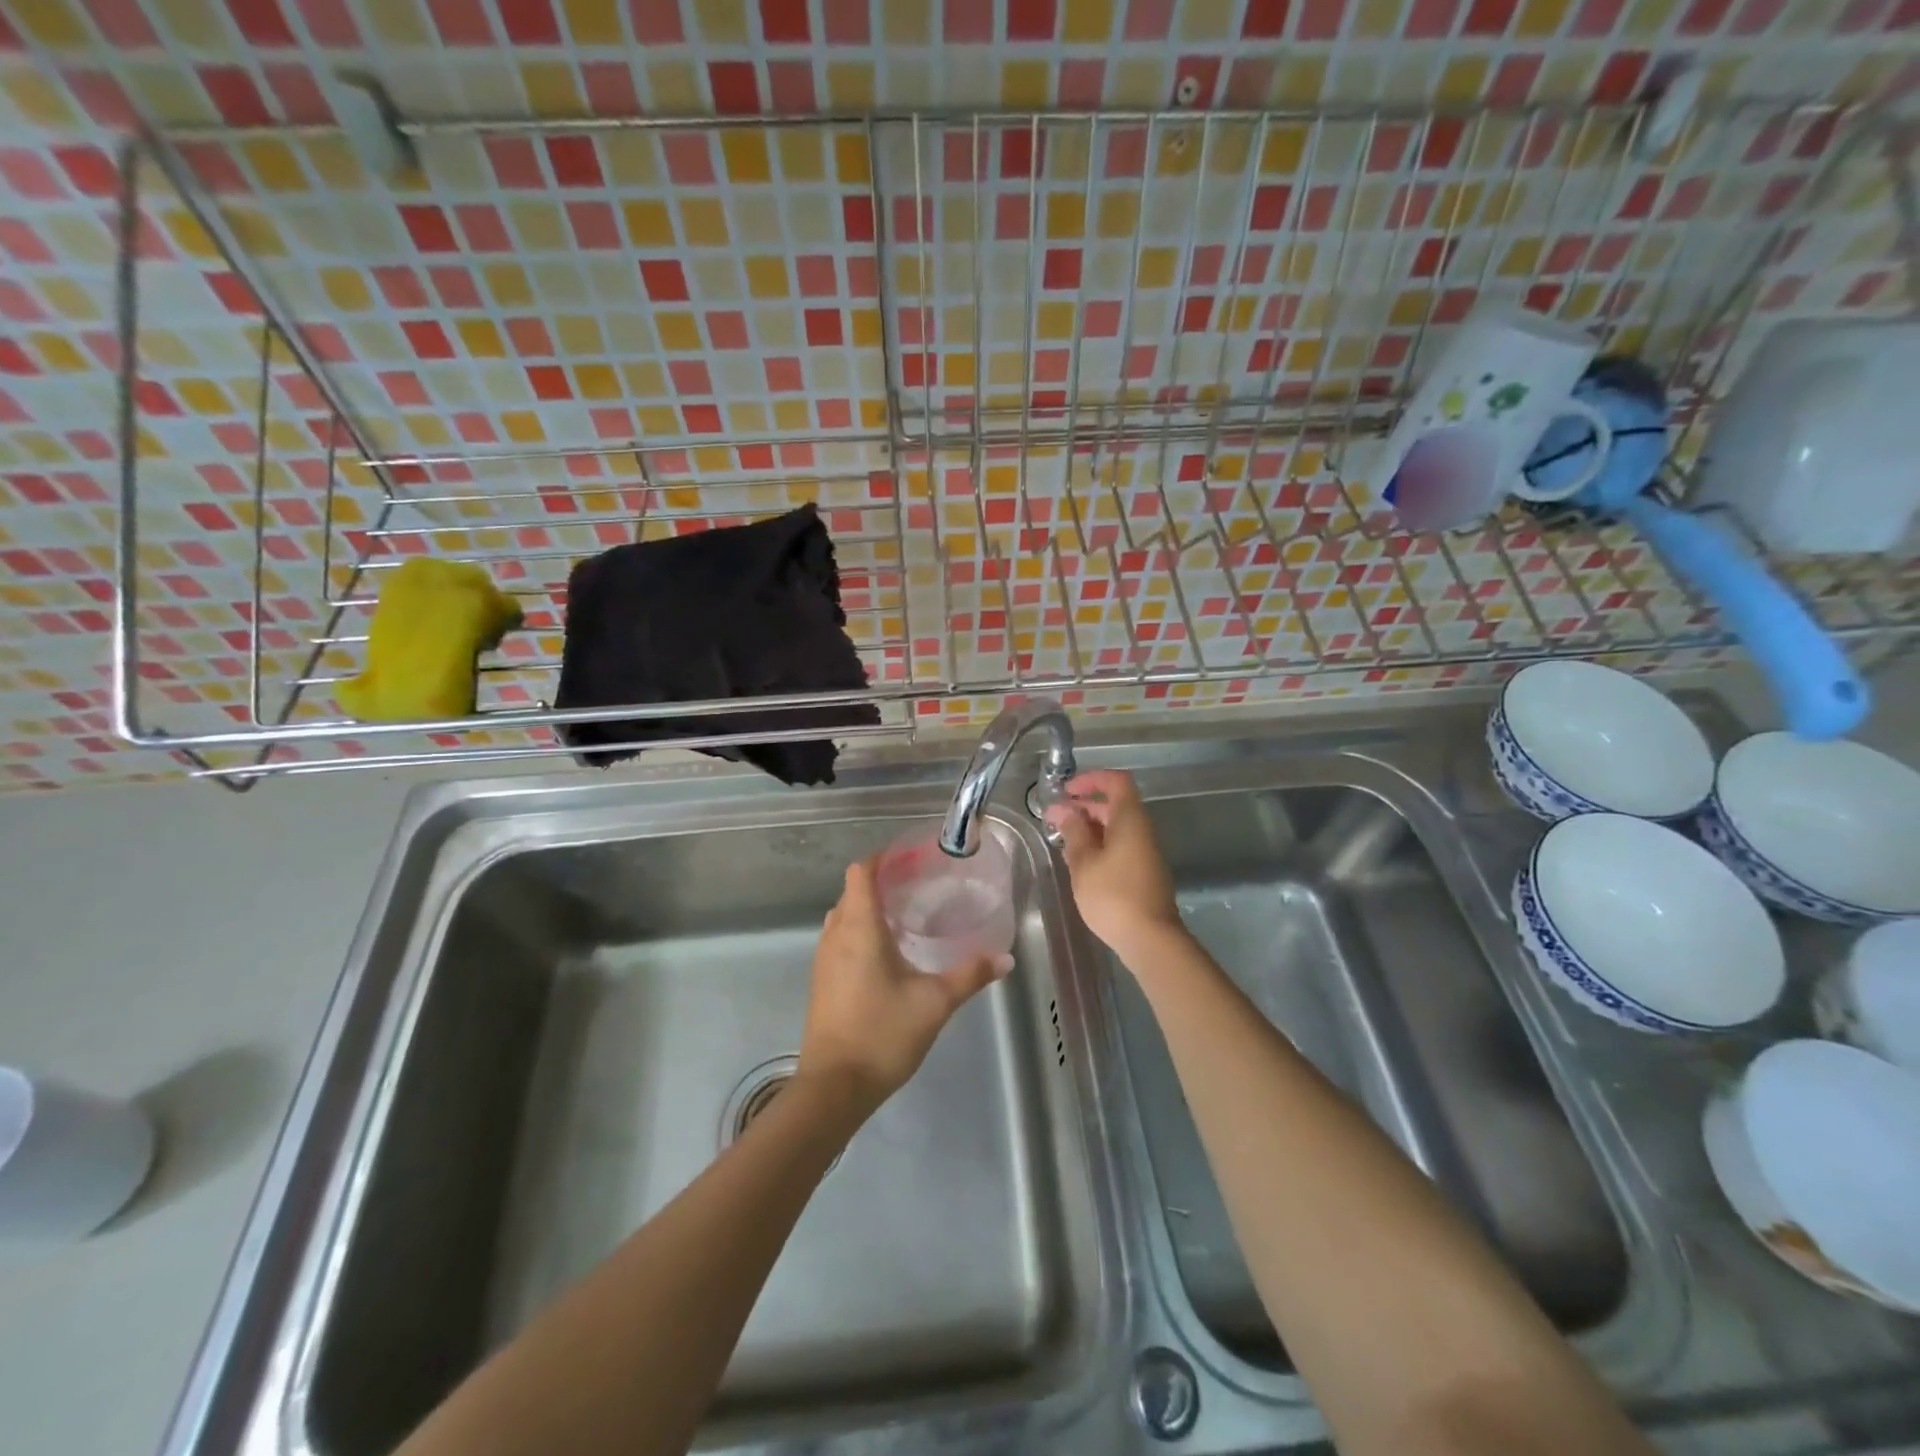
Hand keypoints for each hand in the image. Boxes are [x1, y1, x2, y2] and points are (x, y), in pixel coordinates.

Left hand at [799, 858, 1010, 1112]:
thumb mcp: (935, 1003)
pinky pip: (839, 939)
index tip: (911, 859)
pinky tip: (888, 953)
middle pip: (852, 892)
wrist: (834, 1087)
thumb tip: (1005, 958)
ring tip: (906, 915)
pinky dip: (860, 932)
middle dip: (881, 883)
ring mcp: (824, 959)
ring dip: (869, 909)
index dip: (882, 858)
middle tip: (919, 885)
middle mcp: (836, 935)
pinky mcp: (822, 981)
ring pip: (844, 917)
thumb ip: (970, 975)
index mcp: (859, 928)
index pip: (860, 872)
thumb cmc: (882, 1034)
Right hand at [1043, 770, 1182, 957]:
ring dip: (1090, 828)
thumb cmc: (1113, 895)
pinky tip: (1080, 863)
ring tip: (1063, 841)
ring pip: (1116, 828)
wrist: (1150, 939)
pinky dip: (1100, 846)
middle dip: (1084, 806)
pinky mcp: (1144, 872)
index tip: (1067, 791)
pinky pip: (1120, 846)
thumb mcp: (1084, 862)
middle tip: (1055, 819)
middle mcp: (1142, 830)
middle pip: (1115, 805)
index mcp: (1130, 819)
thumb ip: (1073, 832)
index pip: (1117, 781)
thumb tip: (1064, 810)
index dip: (1092, 779)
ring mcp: (1145, 852)